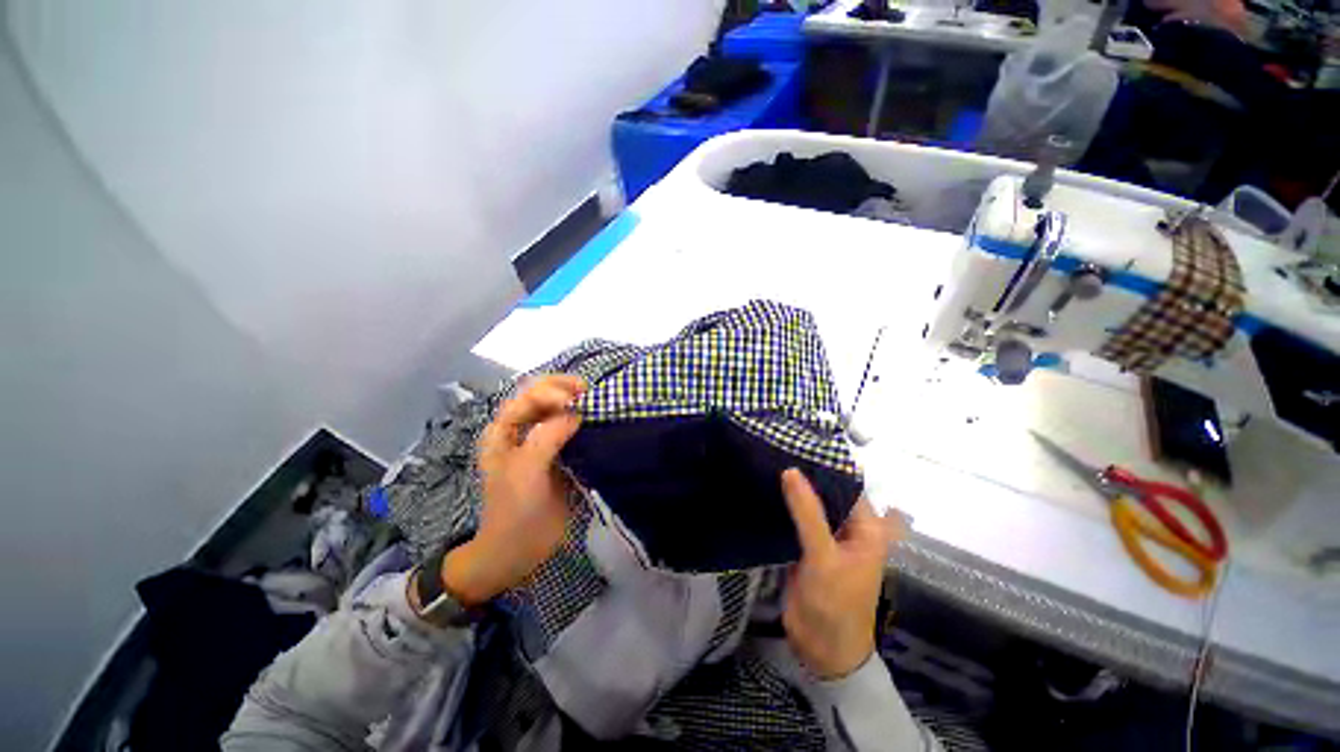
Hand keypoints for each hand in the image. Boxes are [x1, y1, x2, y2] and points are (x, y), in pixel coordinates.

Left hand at [441, 375, 585, 606]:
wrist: (519, 548)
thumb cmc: (515, 508)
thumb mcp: (527, 470)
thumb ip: (548, 436)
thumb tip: (576, 413)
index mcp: (504, 430)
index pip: (528, 396)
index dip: (551, 392)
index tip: (576, 402)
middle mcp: (521, 430)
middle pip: (542, 396)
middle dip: (565, 389)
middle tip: (589, 392)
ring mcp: (540, 441)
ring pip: (557, 410)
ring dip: (575, 402)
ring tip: (595, 402)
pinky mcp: (557, 454)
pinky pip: (570, 429)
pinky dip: (583, 421)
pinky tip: (595, 420)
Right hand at [780, 469, 903, 679]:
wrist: (821, 651)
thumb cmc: (835, 604)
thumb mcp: (823, 556)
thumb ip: (807, 513)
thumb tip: (790, 470)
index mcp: (866, 528)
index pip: (846, 485)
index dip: (824, 465)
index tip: (796, 443)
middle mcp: (848, 528)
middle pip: (826, 494)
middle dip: (805, 476)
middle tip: (775, 449)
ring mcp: (825, 538)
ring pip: (809, 506)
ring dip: (791, 491)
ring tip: (765, 462)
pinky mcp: (806, 548)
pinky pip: (795, 521)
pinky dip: (783, 508)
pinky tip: (763, 491)